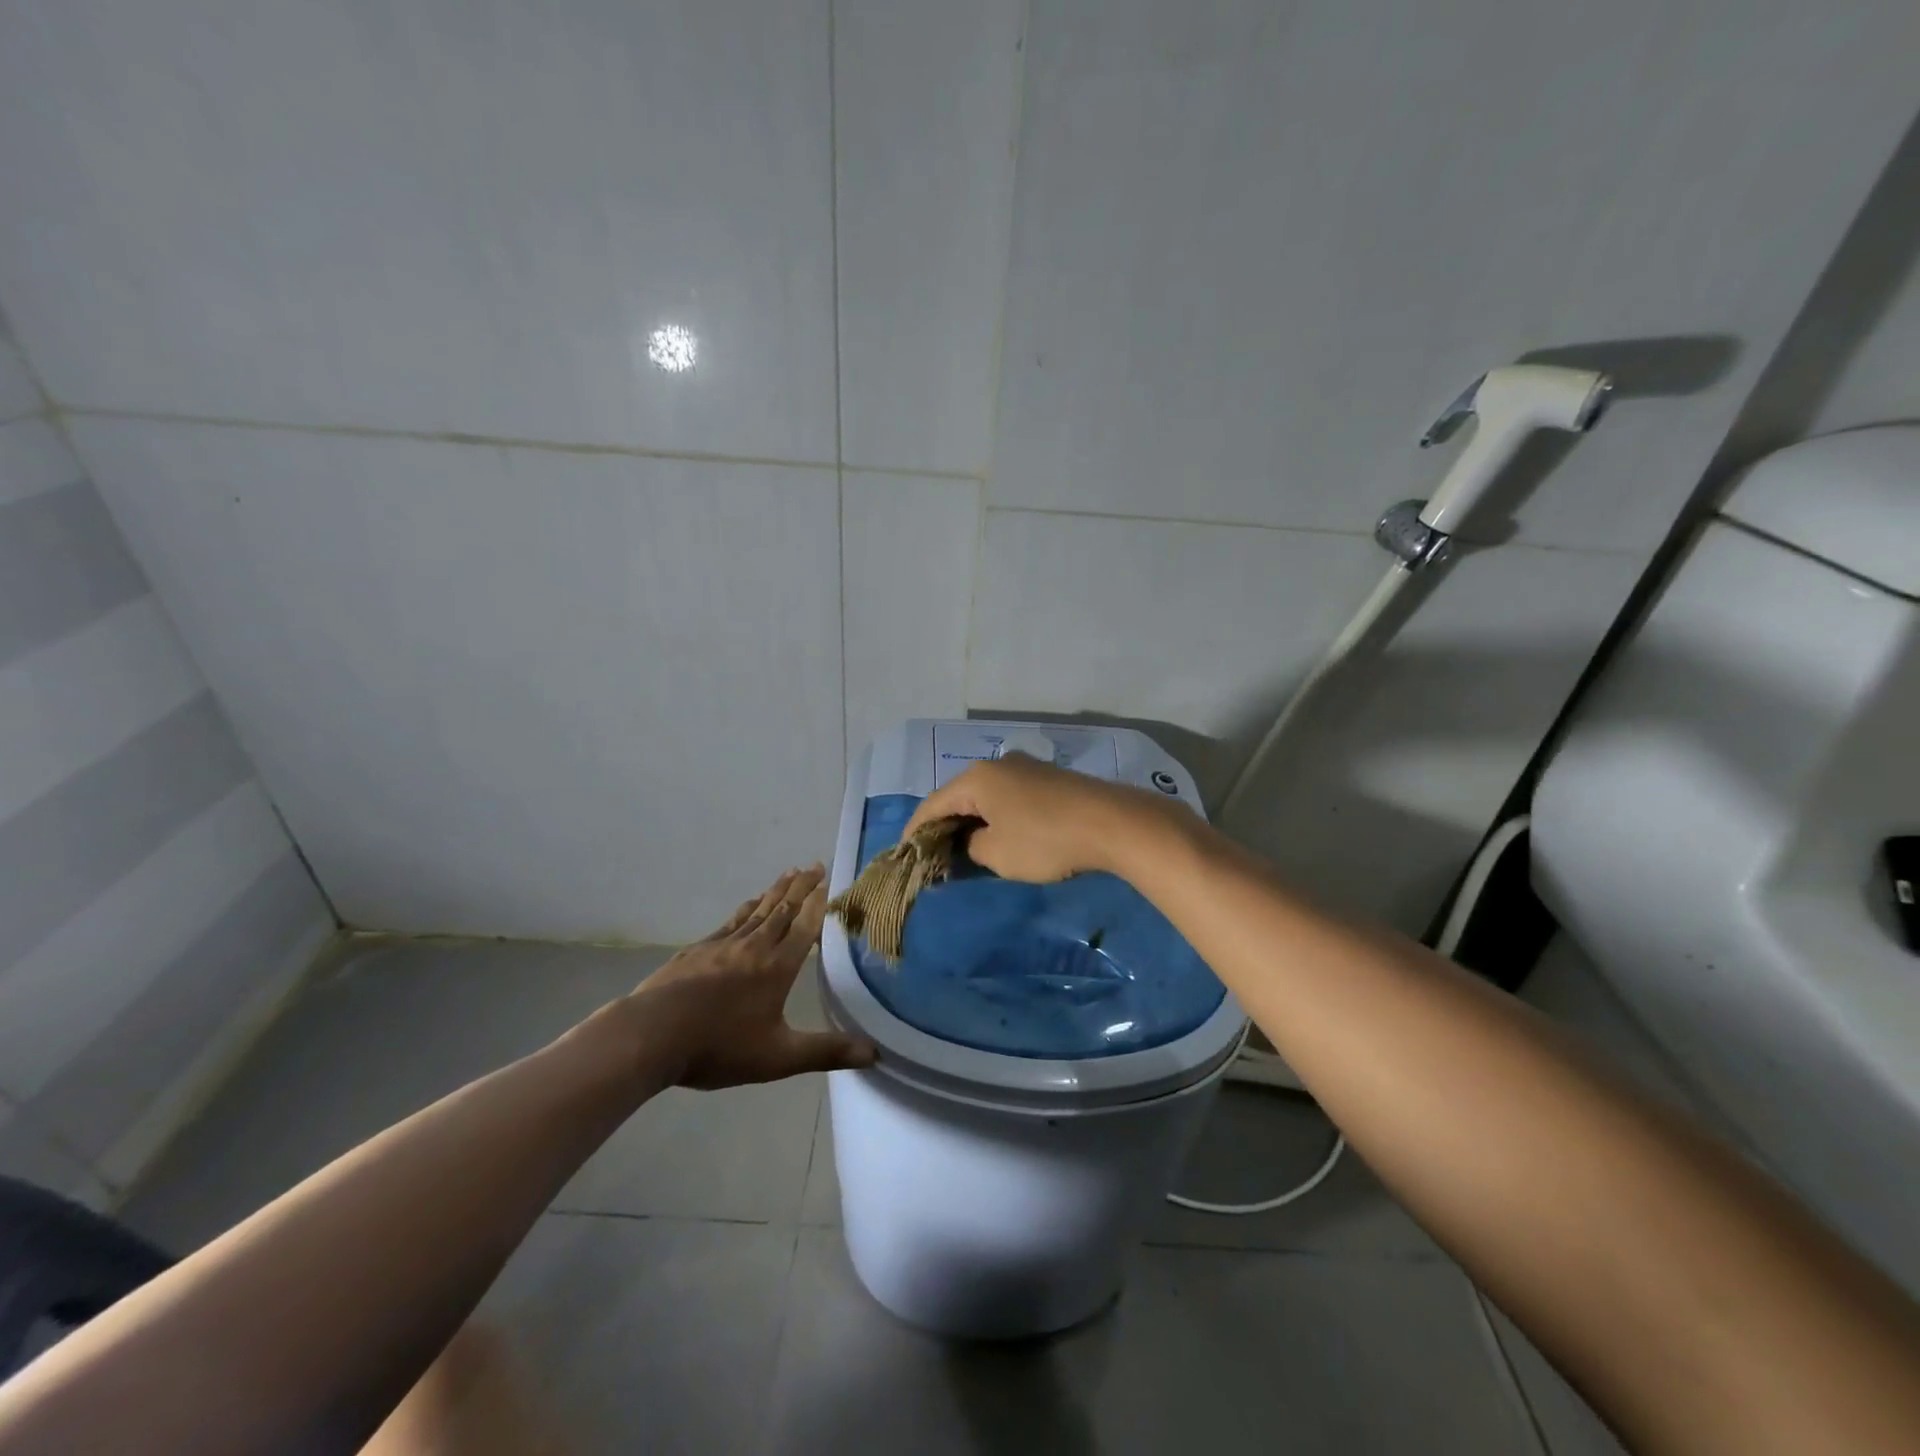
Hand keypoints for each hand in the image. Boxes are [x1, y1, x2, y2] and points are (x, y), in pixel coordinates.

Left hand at [628, 865, 876, 1088]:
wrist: (652, 1035)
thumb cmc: (720, 1046)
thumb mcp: (779, 1057)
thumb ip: (825, 1052)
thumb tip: (874, 1053)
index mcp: (777, 967)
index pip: (804, 927)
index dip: (818, 903)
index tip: (828, 880)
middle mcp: (754, 947)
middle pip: (783, 910)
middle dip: (801, 887)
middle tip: (814, 865)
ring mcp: (723, 945)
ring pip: (757, 911)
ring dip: (776, 892)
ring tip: (788, 874)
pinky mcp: (697, 950)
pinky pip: (731, 921)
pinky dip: (746, 908)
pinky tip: (748, 904)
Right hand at [902, 754, 1178, 882]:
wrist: (1112, 823)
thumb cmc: (1045, 839)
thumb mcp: (998, 854)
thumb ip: (972, 847)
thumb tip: (973, 842)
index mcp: (976, 778)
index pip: (933, 804)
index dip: (915, 830)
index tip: (905, 853)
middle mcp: (998, 764)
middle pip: (959, 796)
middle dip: (945, 824)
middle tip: (934, 853)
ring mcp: (1027, 767)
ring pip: (986, 795)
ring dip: (973, 820)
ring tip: (966, 847)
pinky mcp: (1050, 778)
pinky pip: (1010, 796)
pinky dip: (998, 815)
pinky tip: (1001, 834)